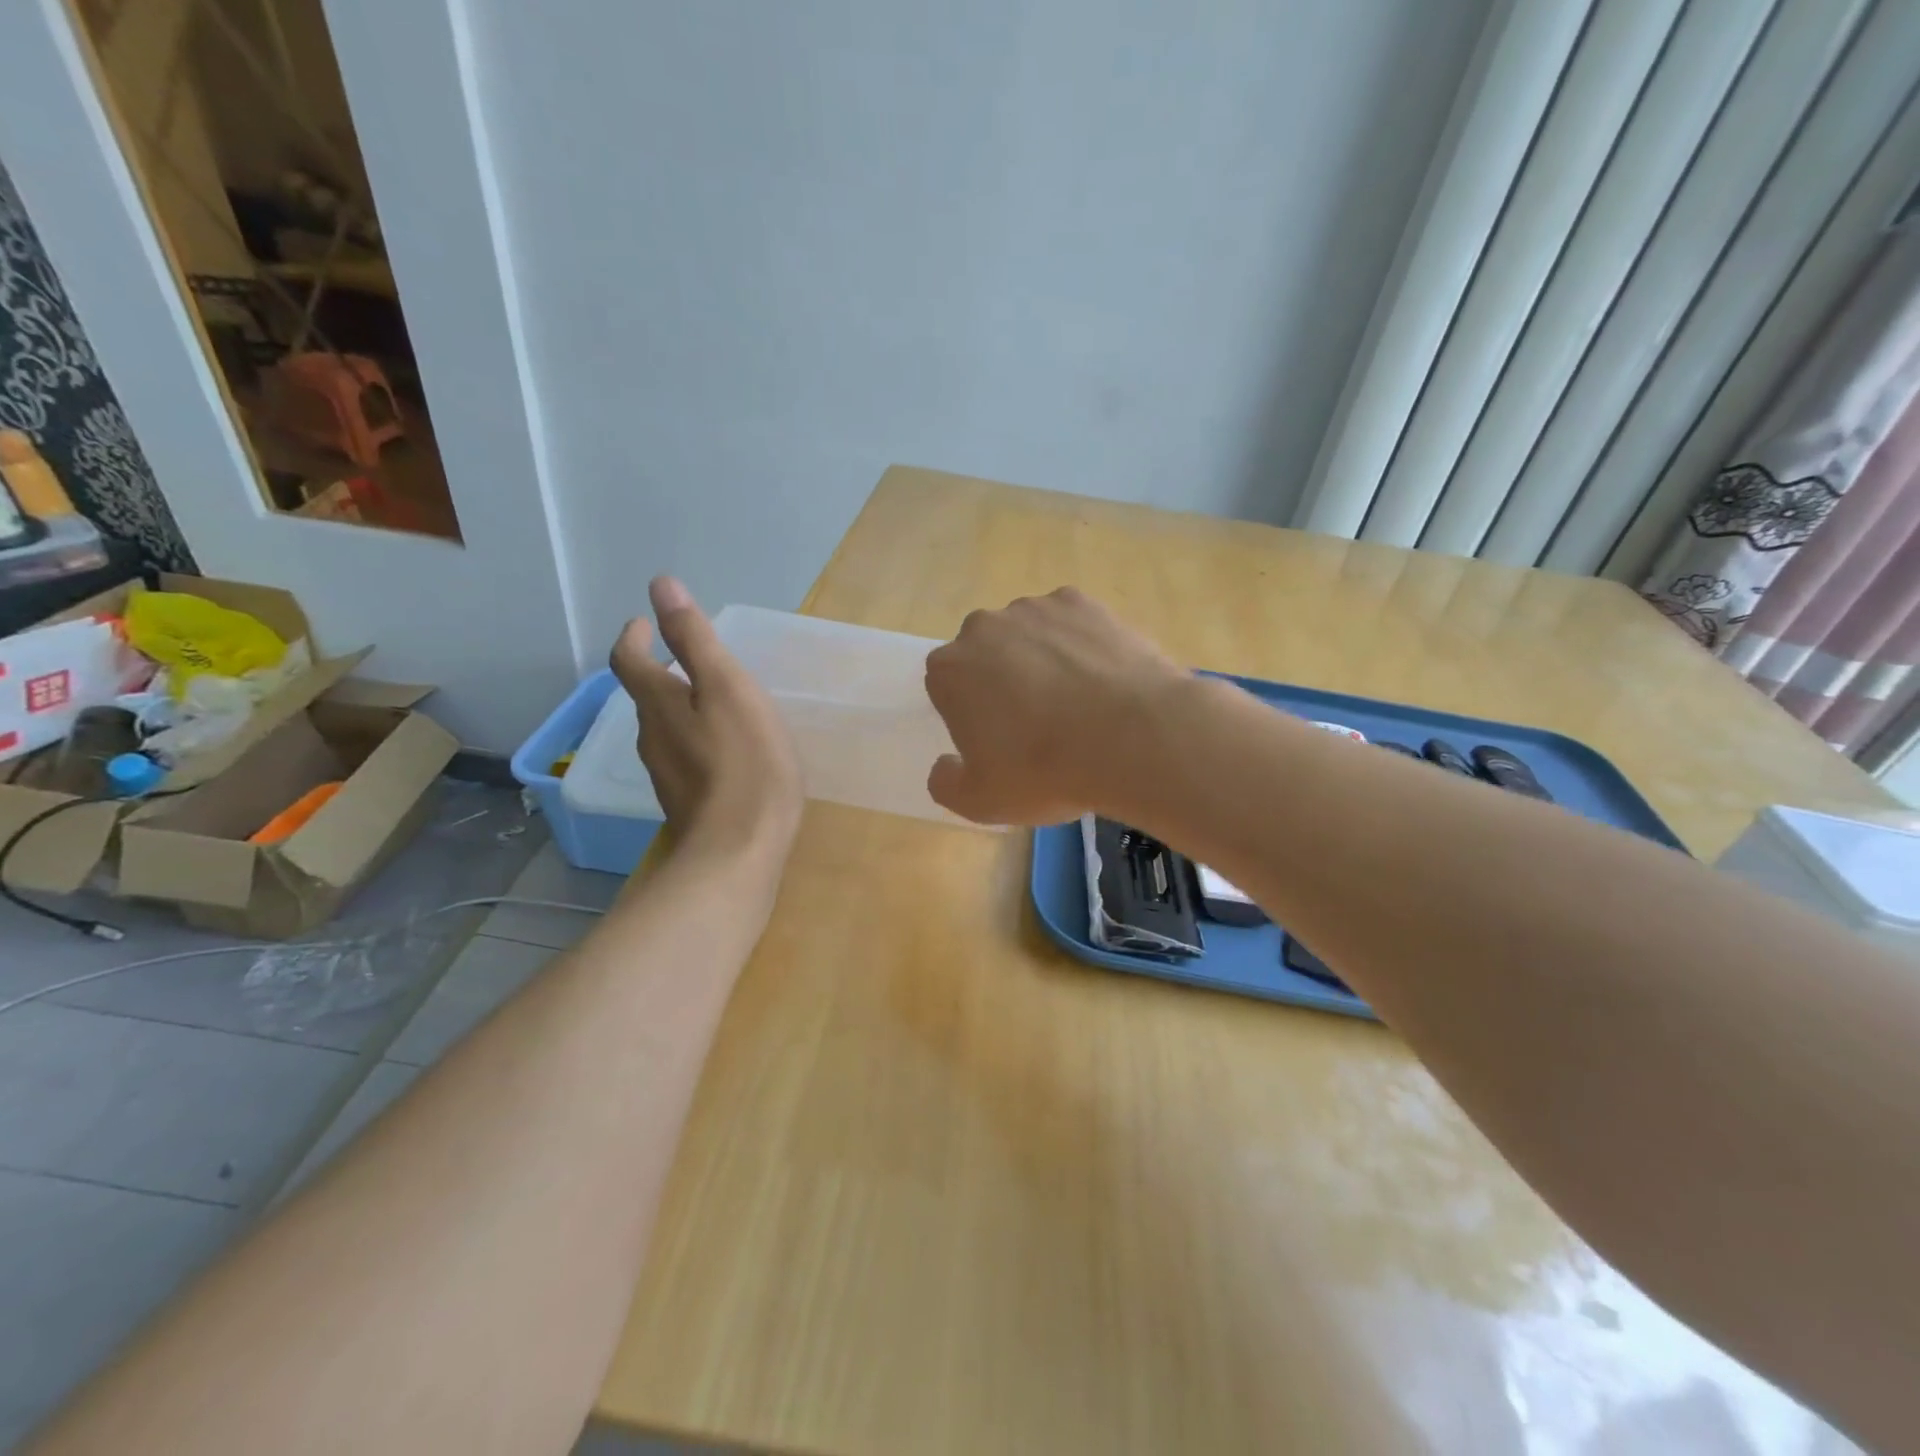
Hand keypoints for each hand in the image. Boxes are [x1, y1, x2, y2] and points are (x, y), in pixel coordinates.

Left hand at [611, 578, 801, 862]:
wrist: (740, 851)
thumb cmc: (744, 762)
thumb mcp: (727, 688)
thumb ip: (695, 638)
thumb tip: (660, 585)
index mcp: (659, 704)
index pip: (629, 660)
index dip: (634, 636)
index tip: (644, 623)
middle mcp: (652, 738)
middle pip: (645, 697)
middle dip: (659, 672)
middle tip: (688, 660)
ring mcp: (667, 775)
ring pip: (665, 730)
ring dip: (679, 708)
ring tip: (711, 702)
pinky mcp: (687, 804)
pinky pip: (685, 759)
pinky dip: (696, 741)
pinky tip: (725, 752)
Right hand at [923, 586, 1191, 824]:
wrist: (1130, 737)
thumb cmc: (1044, 772)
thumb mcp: (980, 802)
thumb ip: (946, 783)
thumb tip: (944, 766)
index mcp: (950, 670)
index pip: (948, 686)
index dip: (970, 714)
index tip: (997, 740)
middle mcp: (984, 627)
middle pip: (986, 654)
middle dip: (1002, 680)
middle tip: (1036, 722)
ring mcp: (1036, 609)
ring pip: (1029, 636)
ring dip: (1041, 660)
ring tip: (1077, 702)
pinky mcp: (1083, 603)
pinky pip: (1071, 625)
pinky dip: (1080, 645)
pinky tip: (1102, 679)